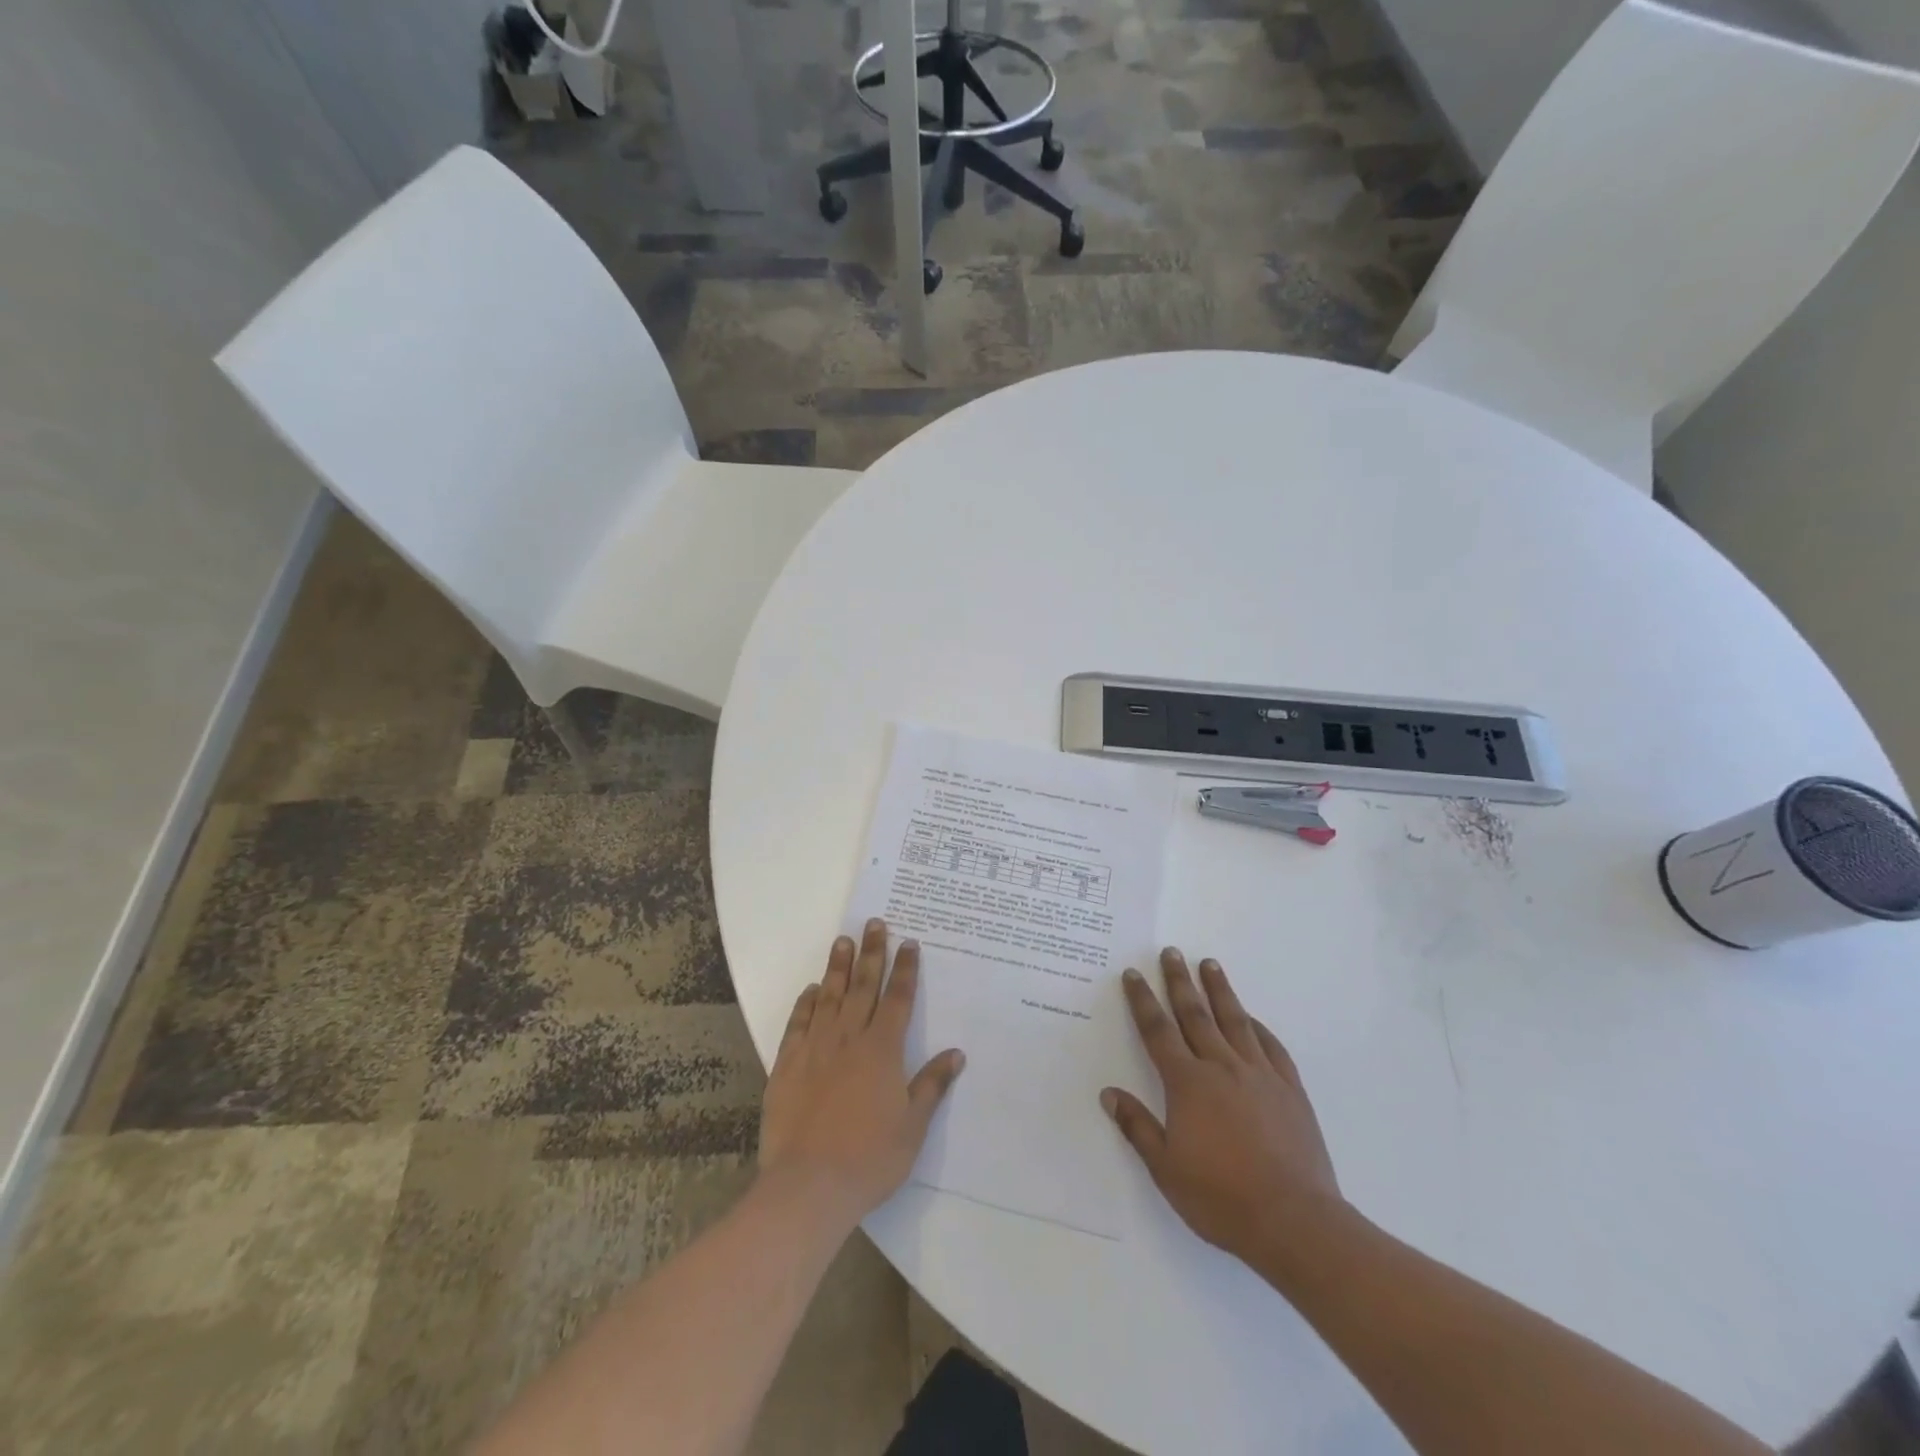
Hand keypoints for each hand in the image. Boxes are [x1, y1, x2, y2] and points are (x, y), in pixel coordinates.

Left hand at [758, 918, 965, 1230]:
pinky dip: (806, 1003)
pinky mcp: (787, 1065)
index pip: (899, 999)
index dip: (906, 970)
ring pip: (830, 997)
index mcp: (882, 1051)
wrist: (808, 1185)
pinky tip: (812, 990)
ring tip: (842, 940)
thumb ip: (932, 1085)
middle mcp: (849, 1039)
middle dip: (872, 953)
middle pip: (864, 987)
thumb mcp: (912, 1127)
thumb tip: (956, 1054)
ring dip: (838, 967)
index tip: (909, 943)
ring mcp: (815, 1049)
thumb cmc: (869, 1158)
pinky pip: (798, 1024)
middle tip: (874, 923)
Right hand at [1102, 948, 1342, 1260]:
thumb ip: (1137, 1126)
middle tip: (1171, 952)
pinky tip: (1252, 1019)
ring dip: (1219, 990)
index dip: (1143, 1001)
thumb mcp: (1166, 1168)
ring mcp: (1260, 1075)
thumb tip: (1109, 1093)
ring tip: (1210, 964)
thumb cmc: (1221, 1197)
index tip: (1133, 974)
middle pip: (1195, 1014)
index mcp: (1187, 1083)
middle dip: (1179, 982)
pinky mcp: (1290, 1090)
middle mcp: (1221, 1067)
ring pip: (1235, 1021)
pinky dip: (1258, 1027)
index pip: (1158, 1031)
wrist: (1294, 1221)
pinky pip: (1272, 1048)